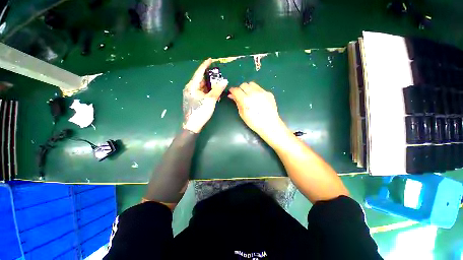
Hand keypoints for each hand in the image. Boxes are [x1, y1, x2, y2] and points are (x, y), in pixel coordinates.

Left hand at [183, 58, 227, 132]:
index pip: (199, 73)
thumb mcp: (210, 100)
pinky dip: (208, 91)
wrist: (193, 125)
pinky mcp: (194, 99)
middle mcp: (190, 88)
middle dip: (209, 76)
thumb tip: (224, 80)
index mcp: (192, 86)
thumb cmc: (200, 111)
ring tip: (218, 82)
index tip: (210, 60)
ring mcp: (192, 94)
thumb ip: (217, 90)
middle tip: (218, 73)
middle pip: (200, 79)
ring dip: (209, 84)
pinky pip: (201, 92)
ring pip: (202, 86)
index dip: (205, 66)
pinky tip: (214, 92)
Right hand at [228, 82, 286, 139]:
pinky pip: (260, 88)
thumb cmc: (254, 122)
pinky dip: (256, 91)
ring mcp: (262, 92)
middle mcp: (254, 93)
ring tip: (249, 95)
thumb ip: (237, 103)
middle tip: (240, 95)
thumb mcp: (242, 114)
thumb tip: (232, 95)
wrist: (270, 124)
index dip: (232, 90)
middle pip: (244, 85)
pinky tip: (258, 99)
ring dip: (248, 88)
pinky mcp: (269, 93)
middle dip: (240, 89)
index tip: (231, 93)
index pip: (236, 90)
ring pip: (252, 84)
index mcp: (246, 100)